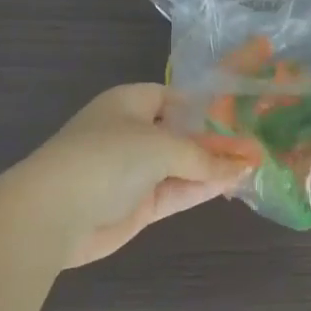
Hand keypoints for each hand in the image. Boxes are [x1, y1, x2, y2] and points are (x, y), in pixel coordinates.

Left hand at [12, 84, 248, 267]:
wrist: (55, 213)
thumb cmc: (107, 158)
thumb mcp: (161, 146)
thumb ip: (202, 157)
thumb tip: (240, 165)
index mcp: (129, 103)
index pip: (172, 97)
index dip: (203, 106)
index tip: (238, 115)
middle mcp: (132, 133)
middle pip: (180, 134)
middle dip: (214, 141)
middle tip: (255, 144)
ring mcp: (134, 171)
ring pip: (182, 166)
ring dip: (212, 167)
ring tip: (253, 166)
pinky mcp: (138, 204)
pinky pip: (177, 192)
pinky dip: (202, 189)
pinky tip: (232, 185)